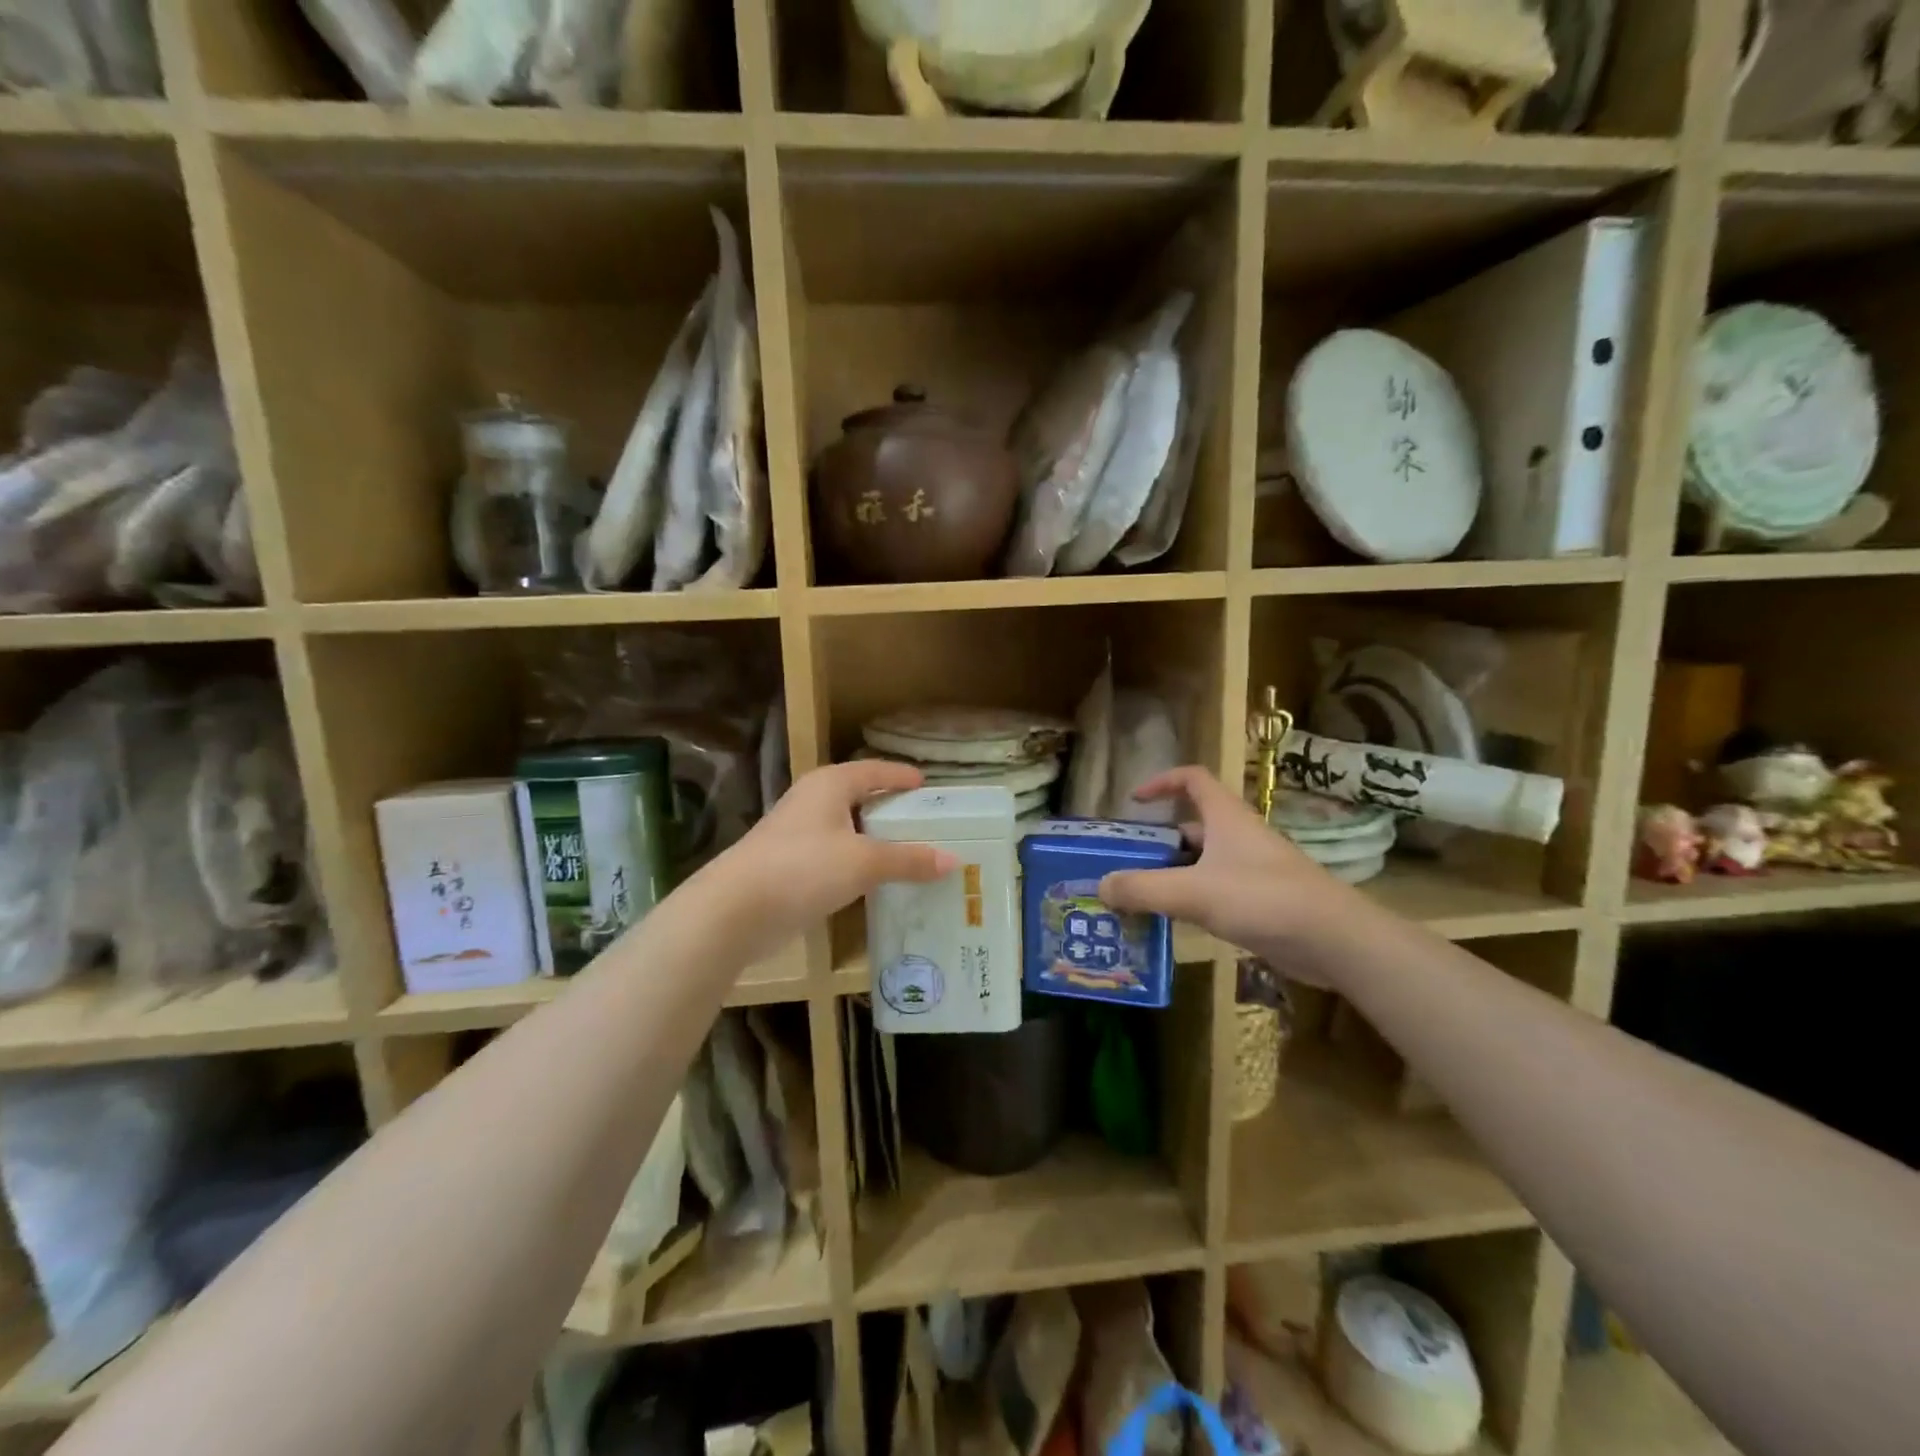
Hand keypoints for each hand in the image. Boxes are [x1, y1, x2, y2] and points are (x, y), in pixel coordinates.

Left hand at [707, 761, 955, 961]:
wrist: (734, 910)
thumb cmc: (803, 868)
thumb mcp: (864, 862)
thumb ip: (909, 860)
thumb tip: (953, 860)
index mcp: (830, 784)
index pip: (874, 770)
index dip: (901, 776)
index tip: (926, 785)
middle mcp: (813, 801)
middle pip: (860, 798)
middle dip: (891, 810)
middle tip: (927, 823)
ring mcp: (797, 833)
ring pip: (846, 829)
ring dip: (875, 840)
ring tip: (910, 853)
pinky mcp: (789, 864)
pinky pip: (834, 856)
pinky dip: (857, 863)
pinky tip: (876, 881)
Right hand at [1097, 766, 1348, 959]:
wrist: (1332, 940)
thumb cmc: (1261, 898)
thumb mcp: (1193, 892)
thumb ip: (1143, 888)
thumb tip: (1102, 885)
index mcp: (1226, 817)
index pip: (1192, 778)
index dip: (1161, 782)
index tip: (1134, 801)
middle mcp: (1239, 836)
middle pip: (1191, 826)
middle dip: (1158, 842)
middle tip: (1126, 864)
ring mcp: (1252, 868)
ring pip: (1203, 862)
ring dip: (1173, 875)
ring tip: (1140, 897)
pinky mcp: (1262, 899)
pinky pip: (1217, 890)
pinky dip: (1193, 899)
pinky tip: (1175, 922)